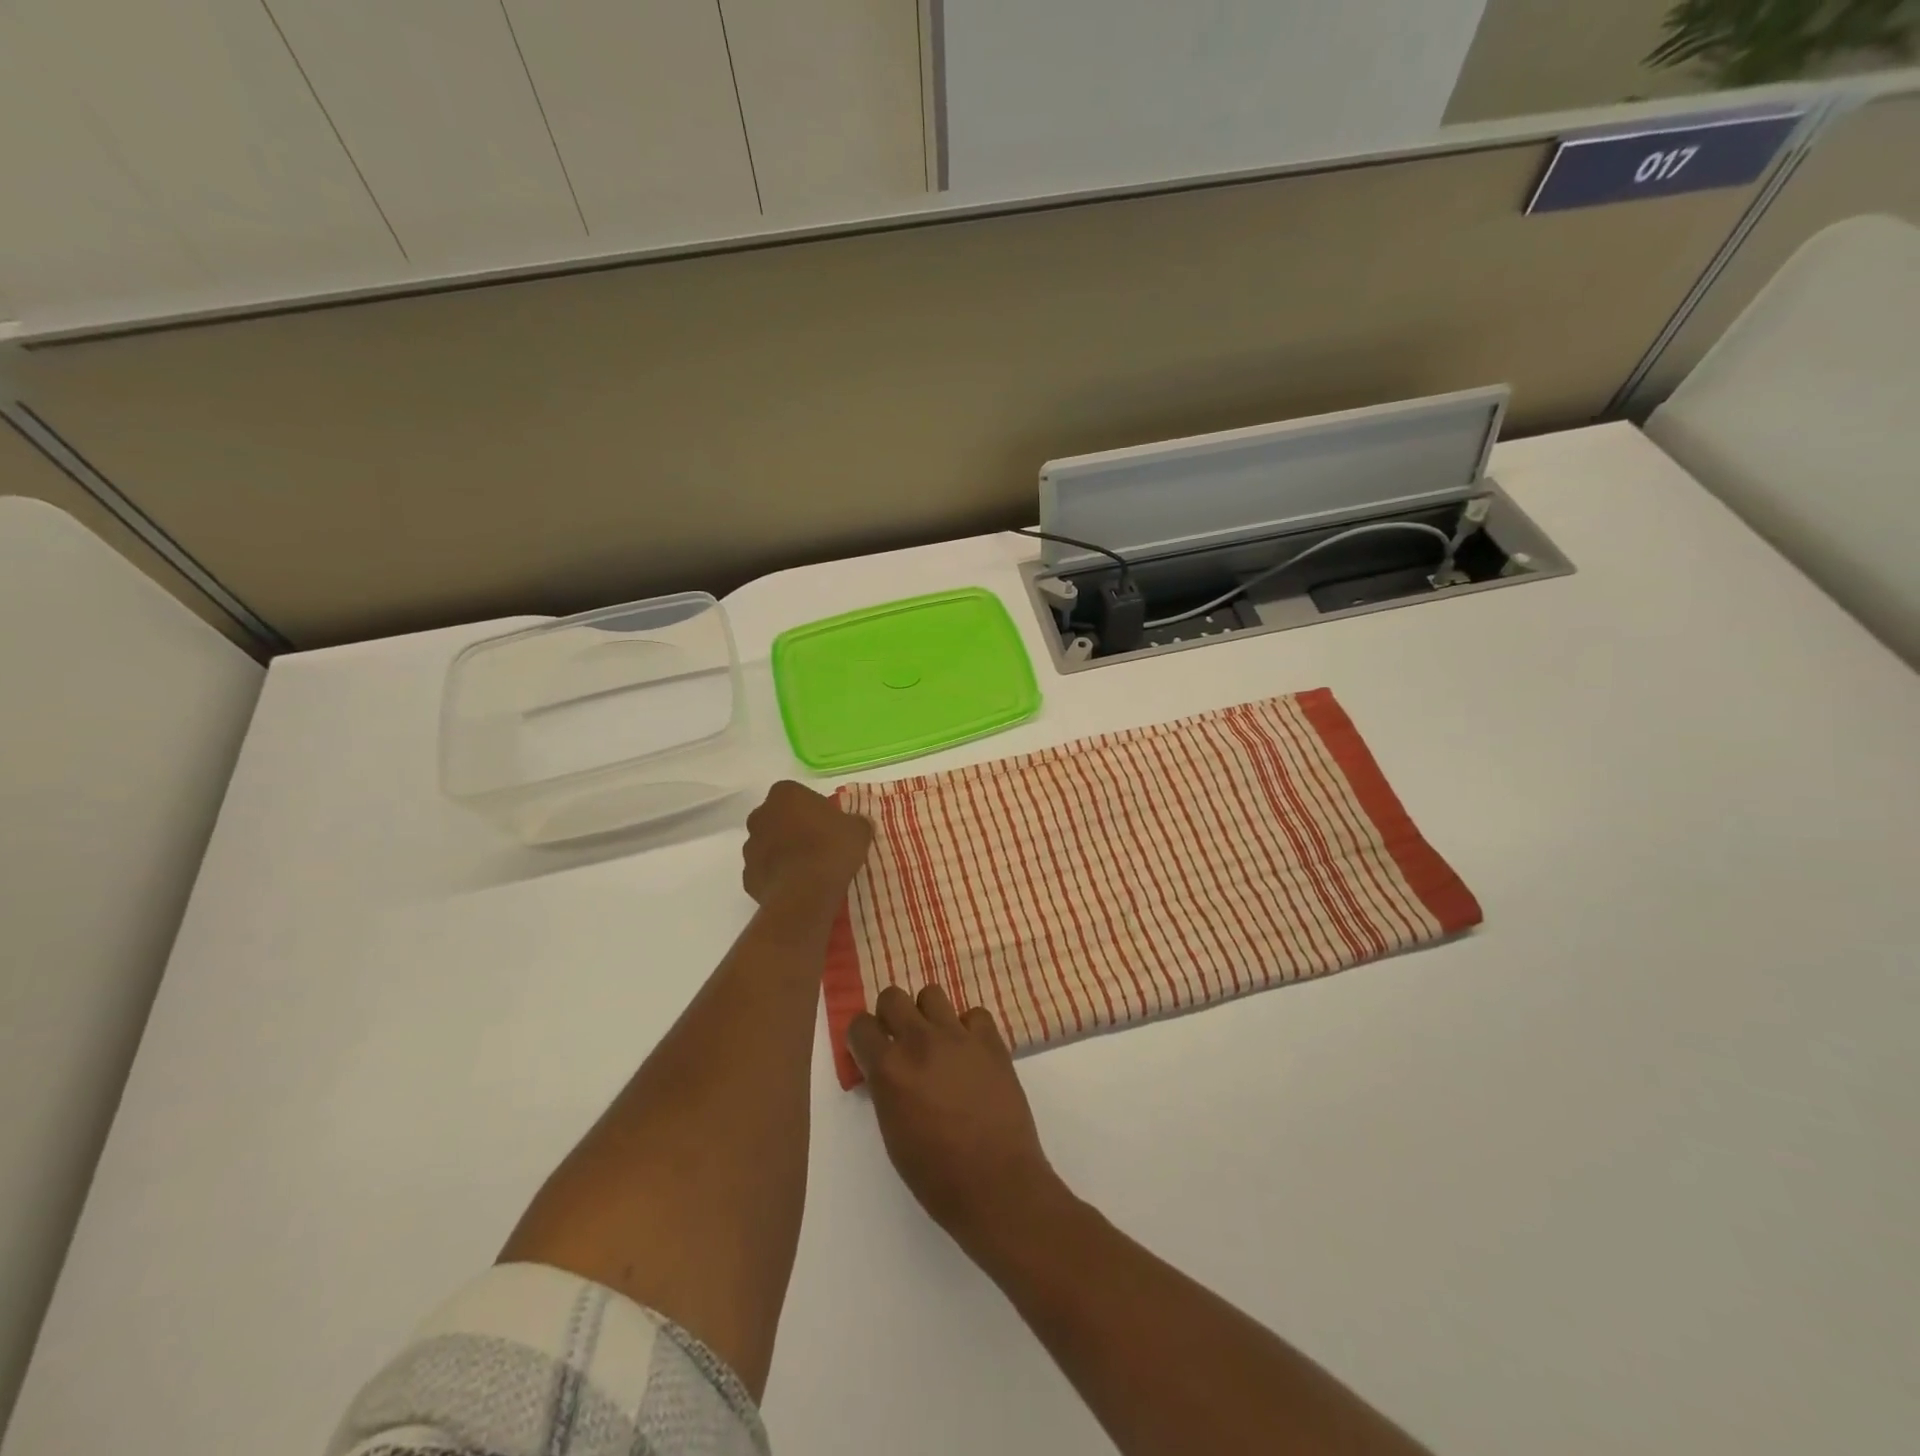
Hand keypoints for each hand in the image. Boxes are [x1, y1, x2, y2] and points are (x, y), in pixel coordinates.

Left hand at [741, 780, 872, 911]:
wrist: (806, 892)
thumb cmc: (832, 849)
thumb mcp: (858, 830)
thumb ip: (856, 822)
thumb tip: (858, 823)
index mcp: (785, 794)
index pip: (797, 794)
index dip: (812, 808)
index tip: (827, 824)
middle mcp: (761, 815)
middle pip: (777, 817)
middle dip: (792, 828)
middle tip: (817, 843)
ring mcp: (750, 847)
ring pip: (767, 845)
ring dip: (782, 852)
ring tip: (808, 869)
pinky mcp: (747, 876)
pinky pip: (764, 872)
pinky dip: (776, 876)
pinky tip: (796, 886)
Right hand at [848, 986, 1068, 1256]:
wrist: (996, 1183)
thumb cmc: (936, 1175)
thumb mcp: (892, 1132)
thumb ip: (885, 1088)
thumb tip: (886, 1068)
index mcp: (889, 1069)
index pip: (860, 1025)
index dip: (863, 1037)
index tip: (869, 1050)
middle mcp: (920, 1041)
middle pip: (892, 996)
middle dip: (891, 1015)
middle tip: (901, 1040)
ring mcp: (958, 1036)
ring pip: (932, 994)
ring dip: (928, 1015)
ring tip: (937, 1042)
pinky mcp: (991, 1040)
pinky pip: (974, 1014)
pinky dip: (968, 1028)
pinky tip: (971, 1053)